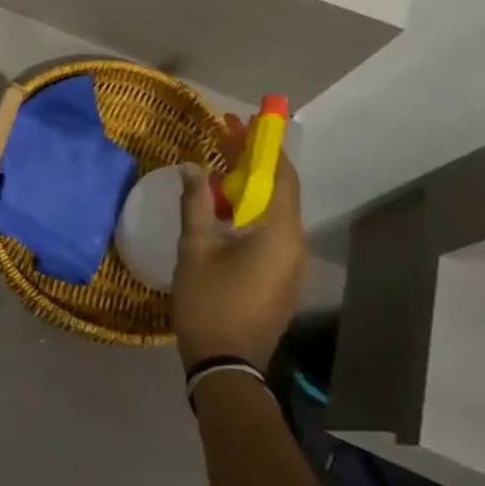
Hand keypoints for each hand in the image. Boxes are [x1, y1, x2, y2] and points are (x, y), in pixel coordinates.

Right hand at [172, 116, 306, 368]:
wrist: (226, 364)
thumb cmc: (209, 301)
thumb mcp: (195, 248)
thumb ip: (195, 203)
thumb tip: (191, 166)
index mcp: (278, 233)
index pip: (281, 176)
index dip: (265, 145)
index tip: (246, 121)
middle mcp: (294, 244)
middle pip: (278, 190)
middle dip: (253, 161)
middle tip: (226, 135)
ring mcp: (290, 264)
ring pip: (274, 211)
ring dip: (249, 186)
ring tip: (219, 166)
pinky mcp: (280, 278)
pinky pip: (270, 231)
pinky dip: (250, 210)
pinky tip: (223, 207)